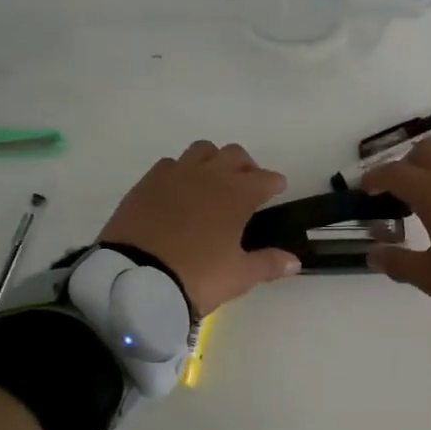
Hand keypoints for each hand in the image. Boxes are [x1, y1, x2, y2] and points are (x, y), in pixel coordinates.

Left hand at [100, 141, 300, 315]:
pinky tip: (179, 192)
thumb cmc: (197, 276)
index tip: (277, 190)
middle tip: (246, 187)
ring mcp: (175, 175)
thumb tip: (295, 261)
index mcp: (237, 194)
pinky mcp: (147, 183)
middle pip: (234, 154)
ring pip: (202, 151)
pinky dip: (181, 172)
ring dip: (213, 161)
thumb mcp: (238, 276)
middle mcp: (209, 175)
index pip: (265, 178)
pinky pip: (170, 164)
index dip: (274, 184)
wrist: (135, 279)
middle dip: (246, 167)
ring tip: (212, 184)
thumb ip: (268, 264)